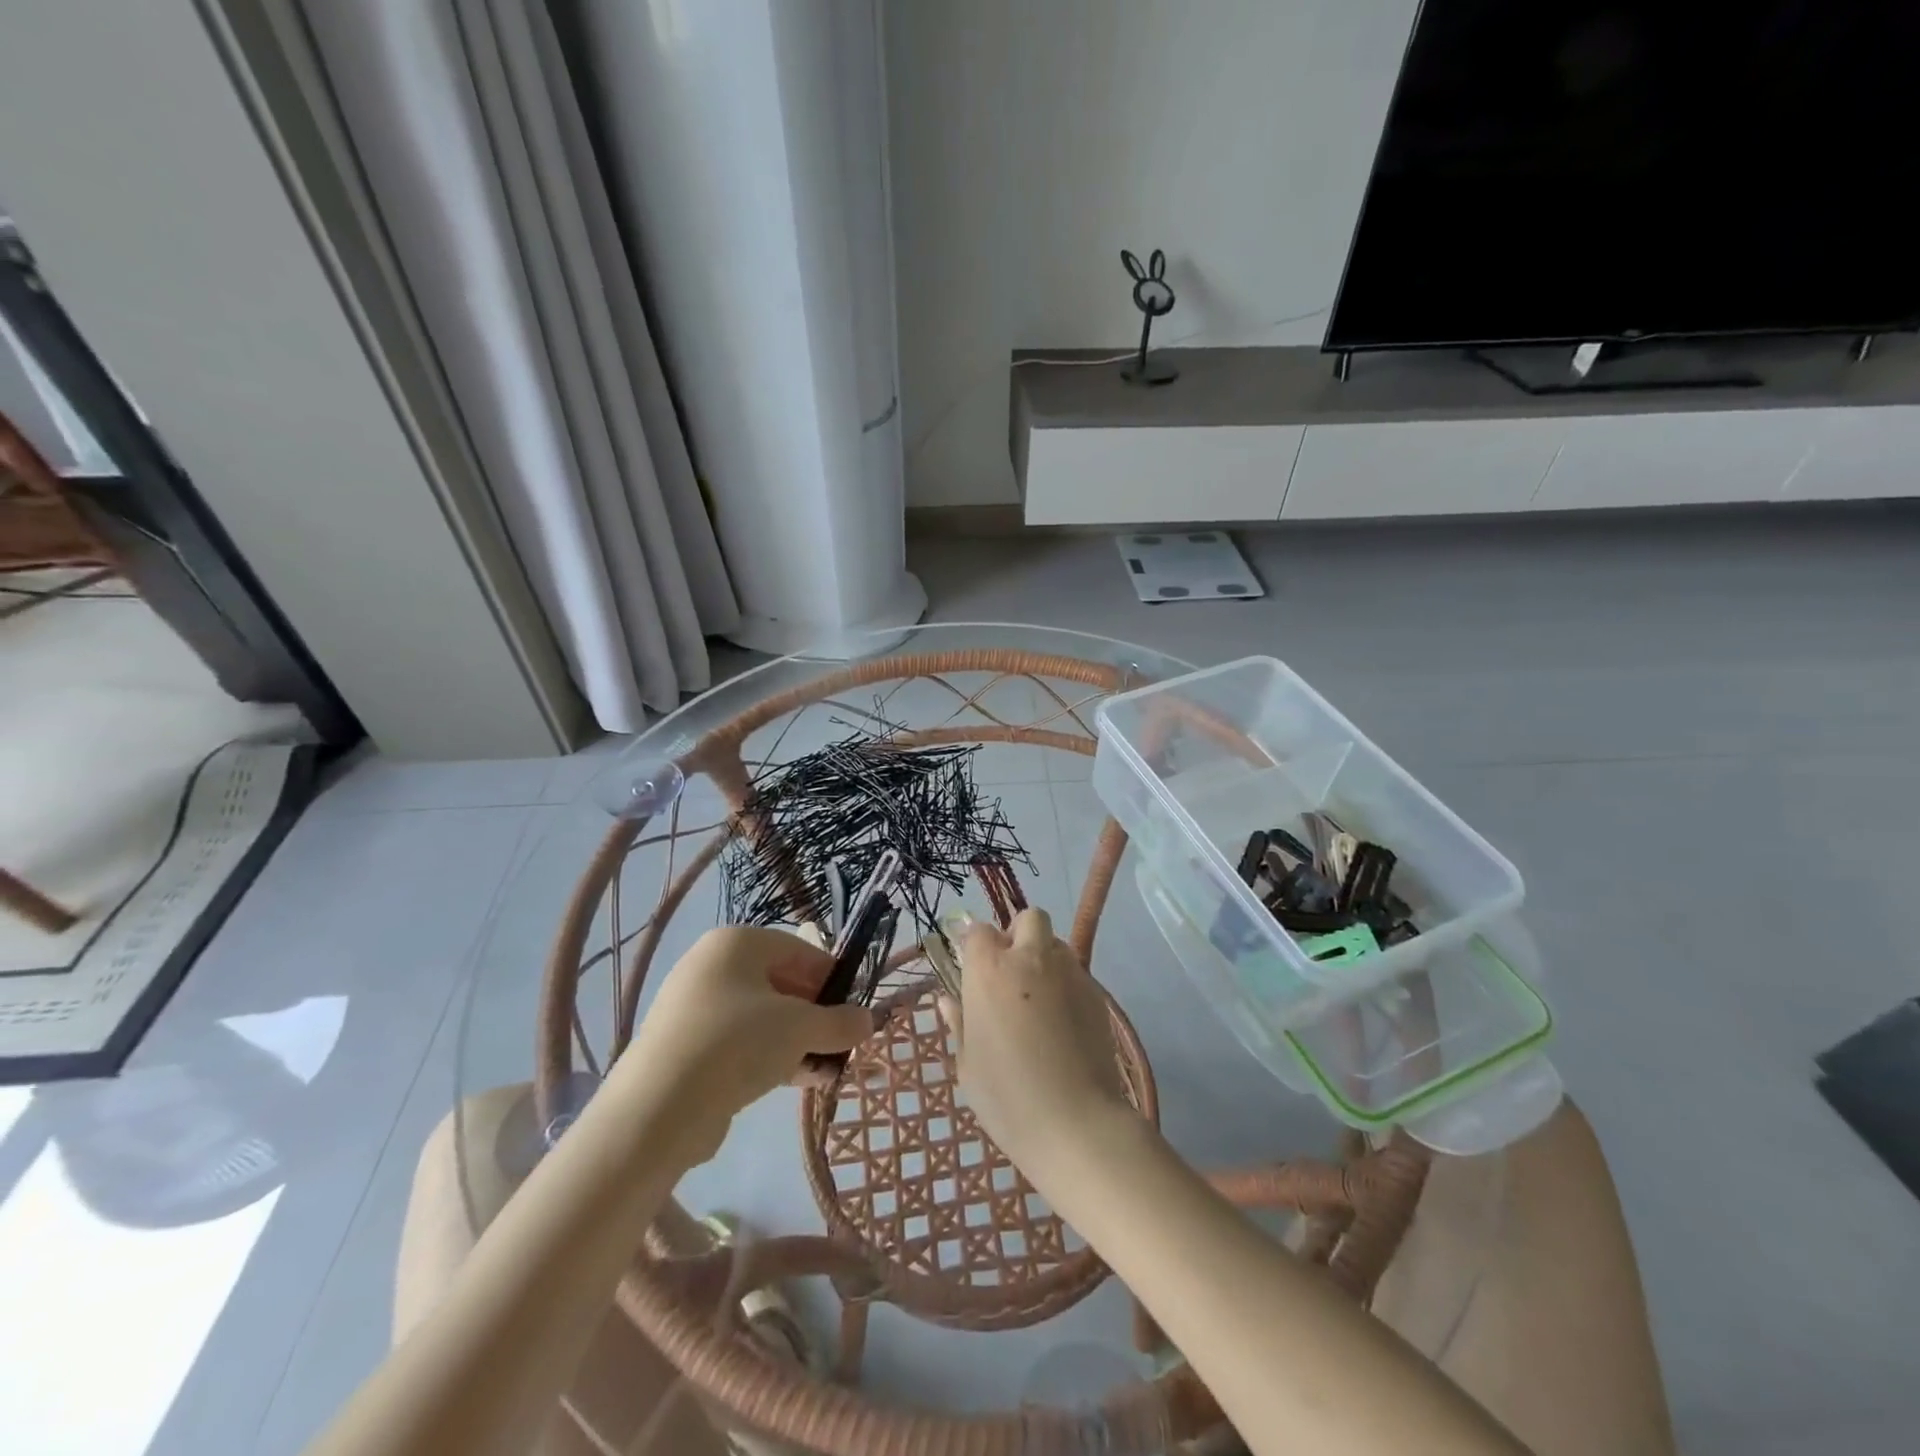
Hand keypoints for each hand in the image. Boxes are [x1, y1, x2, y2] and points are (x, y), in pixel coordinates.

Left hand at [623, 925, 874, 1165]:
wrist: (657, 1109)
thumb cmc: (737, 1043)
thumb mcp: (801, 1028)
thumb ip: (840, 1022)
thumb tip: (868, 1021)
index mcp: (737, 943)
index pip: (799, 950)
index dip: (832, 979)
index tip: (854, 1011)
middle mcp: (711, 965)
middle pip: (780, 983)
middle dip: (814, 1016)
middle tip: (839, 1044)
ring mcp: (693, 1007)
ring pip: (760, 1017)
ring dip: (796, 1041)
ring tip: (822, 1071)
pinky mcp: (683, 1047)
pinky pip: (737, 1043)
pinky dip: (766, 1057)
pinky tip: (793, 1083)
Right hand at [943, 909, 1135, 1172]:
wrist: (1075, 1123)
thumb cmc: (1007, 1096)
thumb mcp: (968, 1063)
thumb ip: (958, 1022)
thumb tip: (948, 999)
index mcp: (990, 970)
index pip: (978, 931)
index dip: (974, 946)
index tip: (971, 970)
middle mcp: (1031, 959)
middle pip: (1028, 919)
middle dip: (1018, 935)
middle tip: (1010, 974)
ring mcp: (1069, 972)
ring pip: (1056, 944)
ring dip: (1044, 958)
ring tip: (1038, 1000)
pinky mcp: (1097, 993)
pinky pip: (1076, 973)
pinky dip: (1065, 984)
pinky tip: (1061, 1023)